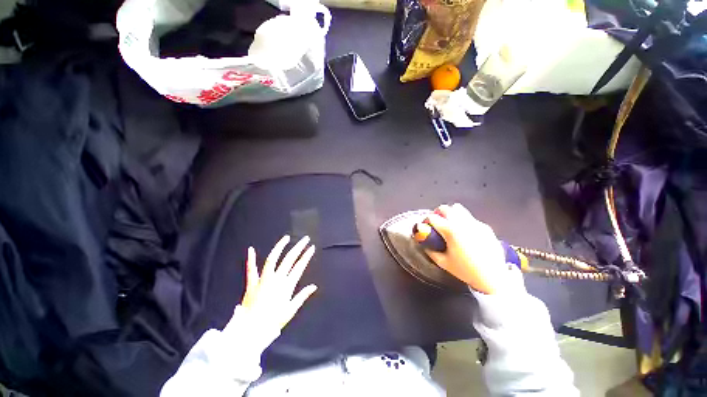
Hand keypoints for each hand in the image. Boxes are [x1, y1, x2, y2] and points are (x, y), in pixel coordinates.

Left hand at [240, 235, 317, 329]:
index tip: (312, 248)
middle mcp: (276, 279)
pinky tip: (251, 249)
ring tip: (286, 238)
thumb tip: (314, 286)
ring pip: (273, 259)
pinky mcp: (252, 283)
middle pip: (289, 259)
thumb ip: (302, 296)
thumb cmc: (272, 321)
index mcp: (287, 285)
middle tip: (305, 239)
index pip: (300, 266)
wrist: (251, 330)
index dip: (307, 256)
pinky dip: (251, 259)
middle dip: (299, 247)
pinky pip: (251, 269)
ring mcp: (264, 279)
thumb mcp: (290, 310)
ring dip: (280, 247)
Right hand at [424, 204, 508, 294]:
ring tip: (451, 224)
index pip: (432, 217)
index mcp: (450, 231)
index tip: (426, 226)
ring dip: (451, 214)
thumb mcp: (443, 262)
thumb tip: (424, 243)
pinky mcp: (485, 227)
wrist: (493, 278)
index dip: (426, 220)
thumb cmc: (465, 270)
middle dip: (438, 213)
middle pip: (445, 208)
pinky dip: (464, 222)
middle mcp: (462, 223)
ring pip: (459, 209)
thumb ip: (430, 251)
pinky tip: (467, 234)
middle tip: (437, 222)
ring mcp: (475, 223)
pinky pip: (470, 219)